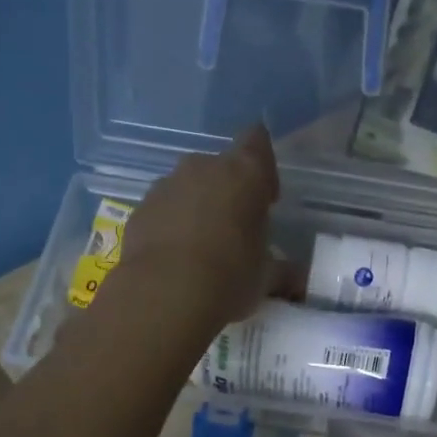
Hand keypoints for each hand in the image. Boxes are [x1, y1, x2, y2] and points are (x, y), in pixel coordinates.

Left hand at [111, 123, 282, 330]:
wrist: (164, 295)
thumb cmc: (229, 277)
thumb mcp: (266, 278)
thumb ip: (281, 271)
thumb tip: (297, 280)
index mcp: (244, 173)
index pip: (258, 142)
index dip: (263, 167)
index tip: (265, 198)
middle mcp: (202, 167)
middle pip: (219, 167)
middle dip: (227, 192)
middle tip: (234, 230)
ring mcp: (165, 185)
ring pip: (187, 187)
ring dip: (195, 208)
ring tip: (201, 249)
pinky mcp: (138, 210)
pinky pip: (162, 210)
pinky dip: (169, 226)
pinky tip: (174, 260)